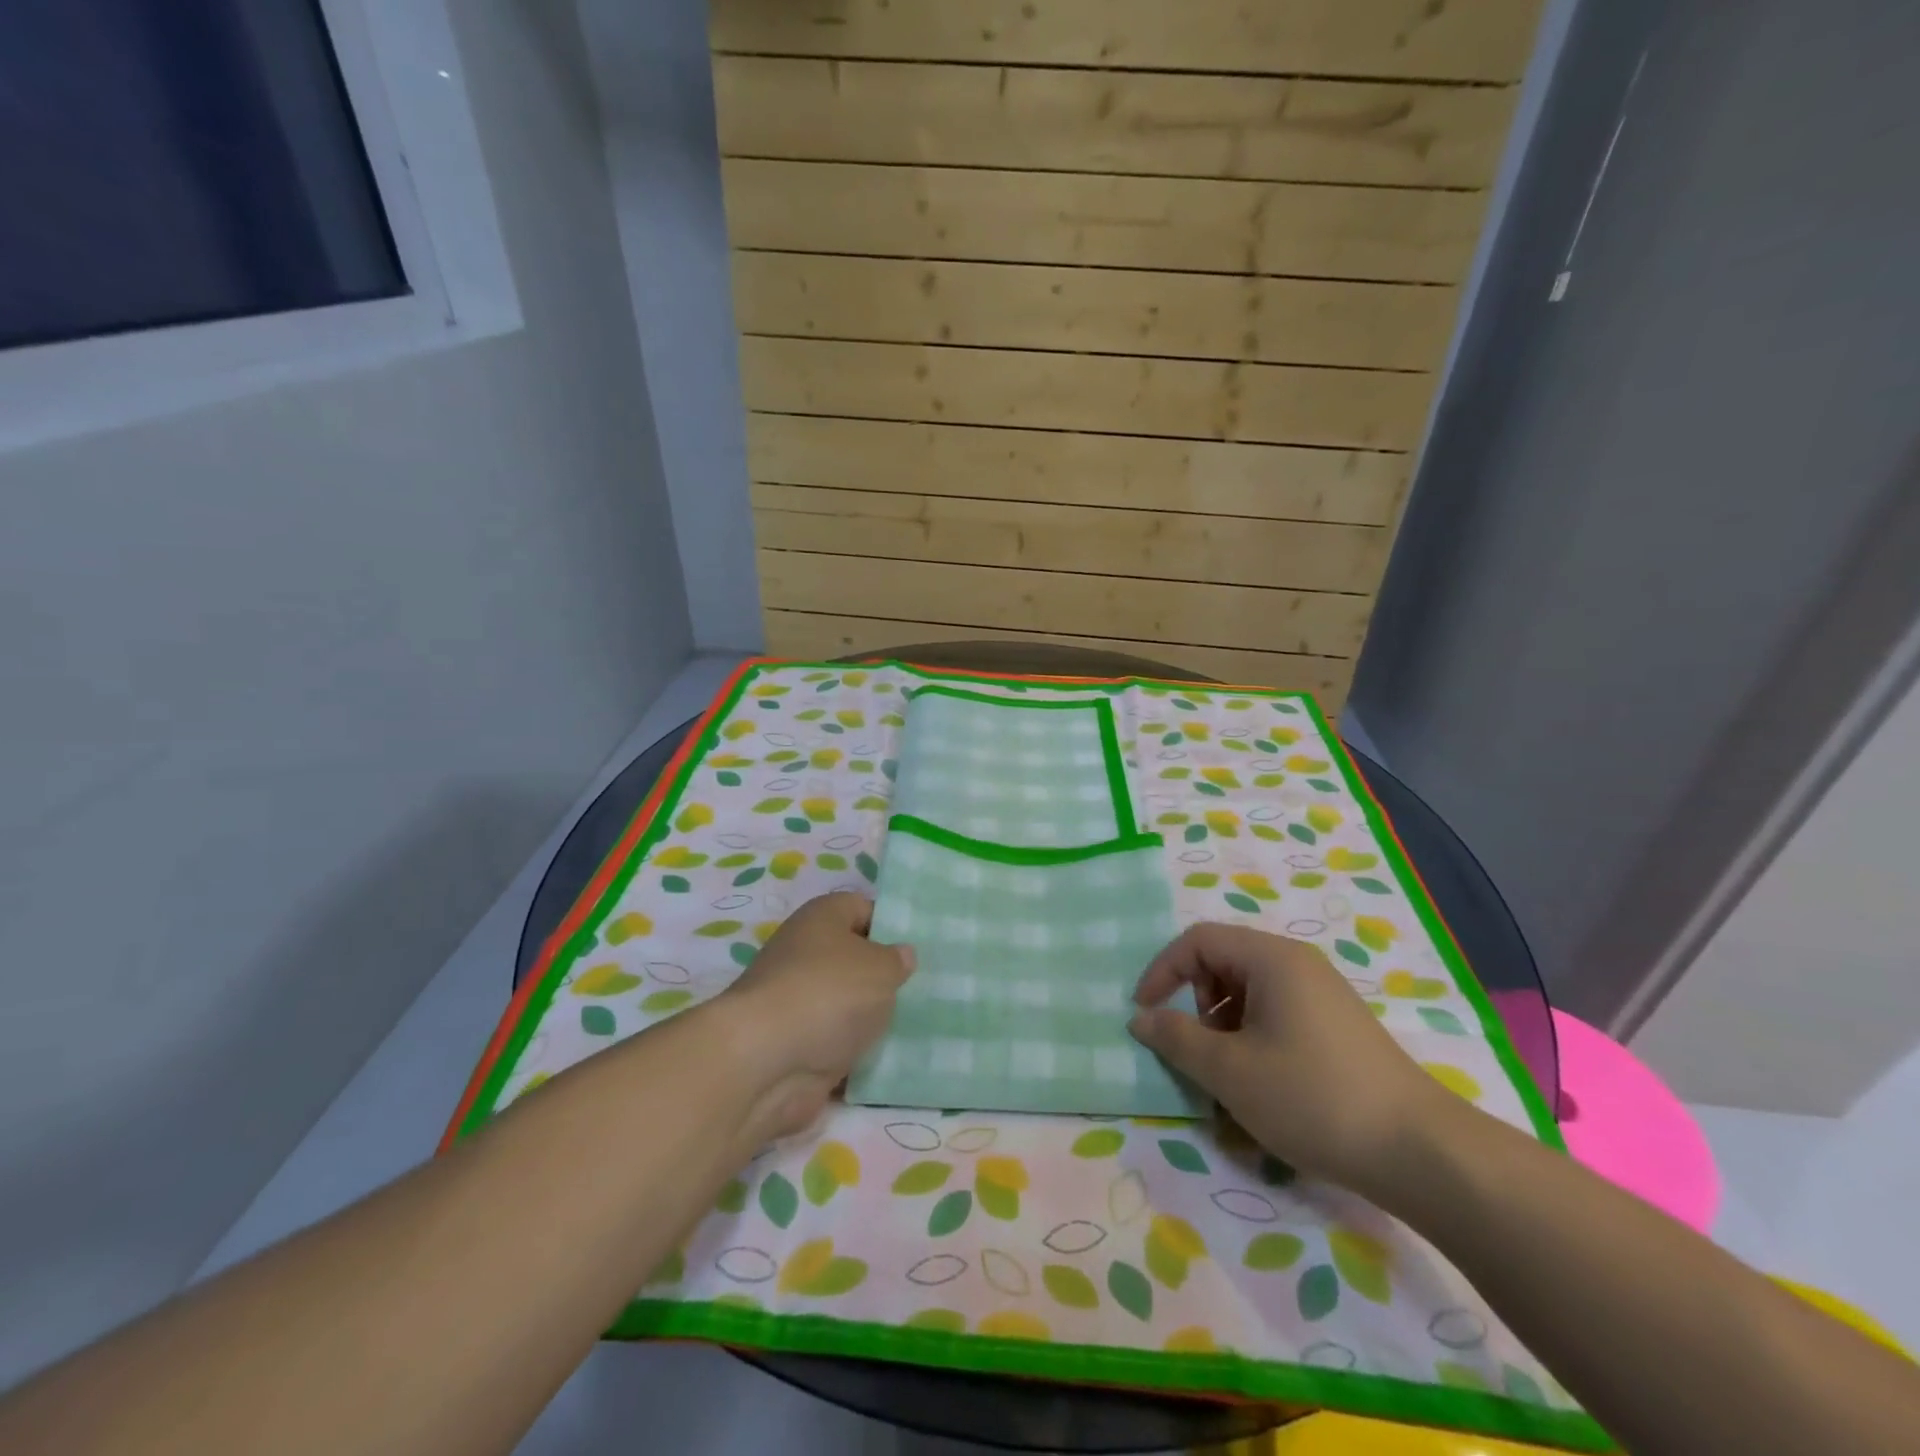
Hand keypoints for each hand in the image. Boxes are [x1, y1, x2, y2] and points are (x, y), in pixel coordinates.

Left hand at [720, 891, 915, 1138]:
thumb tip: (901, 955)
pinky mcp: (794, 1044)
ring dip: (871, 1018)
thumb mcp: (881, 968)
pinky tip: (888, 1061)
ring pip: (845, 1004)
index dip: (891, 925)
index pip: (862, 908)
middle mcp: (804, 953)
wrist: (765, 1061)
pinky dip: (855, 1053)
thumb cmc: (829, 993)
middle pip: (853, 958)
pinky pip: (835, 1042)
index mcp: (822, 918)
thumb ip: (897, 960)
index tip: (919, 949)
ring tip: (915, 1027)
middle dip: (884, 977)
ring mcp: (796, 1001)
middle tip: (923, 990)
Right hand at [1129, 922, 1443, 1198]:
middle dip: (1195, 1002)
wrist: (1420, 1152)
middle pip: (1223, 962)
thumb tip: (1140, 1018)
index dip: (1162, 971)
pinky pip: (1275, 1014)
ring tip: (1228, 1075)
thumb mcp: (1230, 1071)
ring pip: (1248, 992)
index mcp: (1271, 959)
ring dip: (1222, 1026)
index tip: (1144, 1014)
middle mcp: (1297, 965)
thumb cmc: (1313, 1098)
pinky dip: (1252, 1039)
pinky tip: (1262, 1085)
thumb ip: (1176, 1038)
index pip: (1198, 941)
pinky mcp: (1336, 1026)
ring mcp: (1321, 995)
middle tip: (1196, 1050)